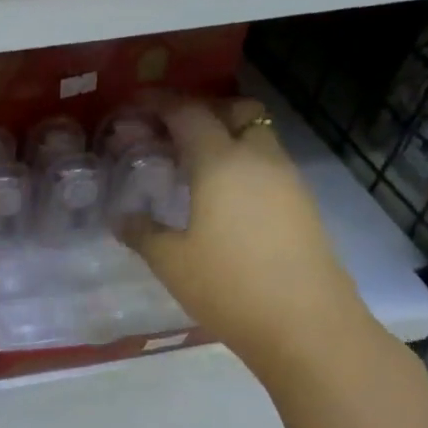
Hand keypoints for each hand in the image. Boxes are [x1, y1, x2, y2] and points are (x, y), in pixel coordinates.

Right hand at [121, 94, 372, 375]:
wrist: (305, 325)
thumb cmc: (228, 286)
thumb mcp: (170, 261)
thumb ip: (141, 232)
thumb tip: (122, 218)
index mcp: (221, 163)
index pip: (188, 113)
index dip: (159, 102)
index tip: (135, 102)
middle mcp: (259, 159)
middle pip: (235, 111)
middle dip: (203, 110)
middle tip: (170, 131)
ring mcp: (287, 181)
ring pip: (257, 137)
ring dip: (225, 137)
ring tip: (191, 165)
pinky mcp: (302, 205)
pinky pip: (267, 165)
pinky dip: (241, 164)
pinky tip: (220, 197)